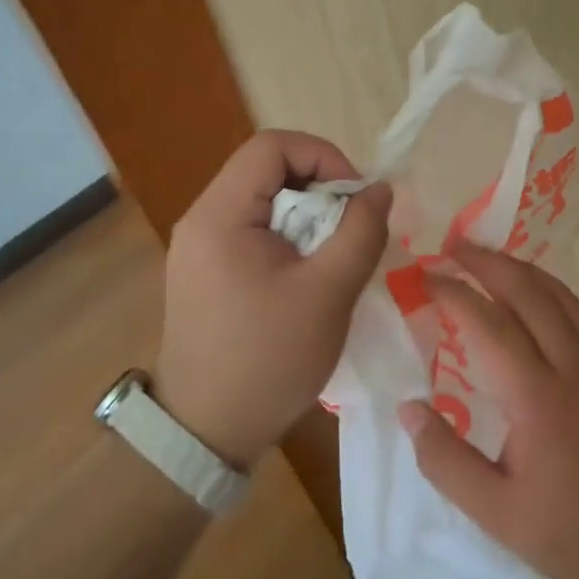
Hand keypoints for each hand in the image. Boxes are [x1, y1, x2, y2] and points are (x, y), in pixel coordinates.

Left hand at [154, 130, 391, 468]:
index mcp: (221, 214)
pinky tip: (309, 276)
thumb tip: (379, 189)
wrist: (206, 432)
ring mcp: (199, 248)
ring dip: (308, 217)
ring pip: (264, 202)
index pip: (272, 145)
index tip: (356, 198)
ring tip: (336, 256)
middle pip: (267, 170)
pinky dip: (290, 240)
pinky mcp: (205, 273)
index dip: (323, 156)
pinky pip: (254, 232)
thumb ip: (360, 231)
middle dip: (320, 190)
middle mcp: (202, 220)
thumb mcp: (328, 293)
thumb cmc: (268, 359)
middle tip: (352, 230)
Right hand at [399, 242, 578, 578]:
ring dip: (519, 267)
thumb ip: (445, 460)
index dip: (454, 294)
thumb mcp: (495, 513)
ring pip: (558, 294)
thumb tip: (408, 408)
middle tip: (452, 246)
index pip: (489, 325)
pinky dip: (550, 288)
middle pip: (527, 292)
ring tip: (487, 256)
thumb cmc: (572, 532)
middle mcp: (572, 365)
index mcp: (538, 398)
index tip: (426, 277)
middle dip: (486, 262)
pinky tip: (537, 292)